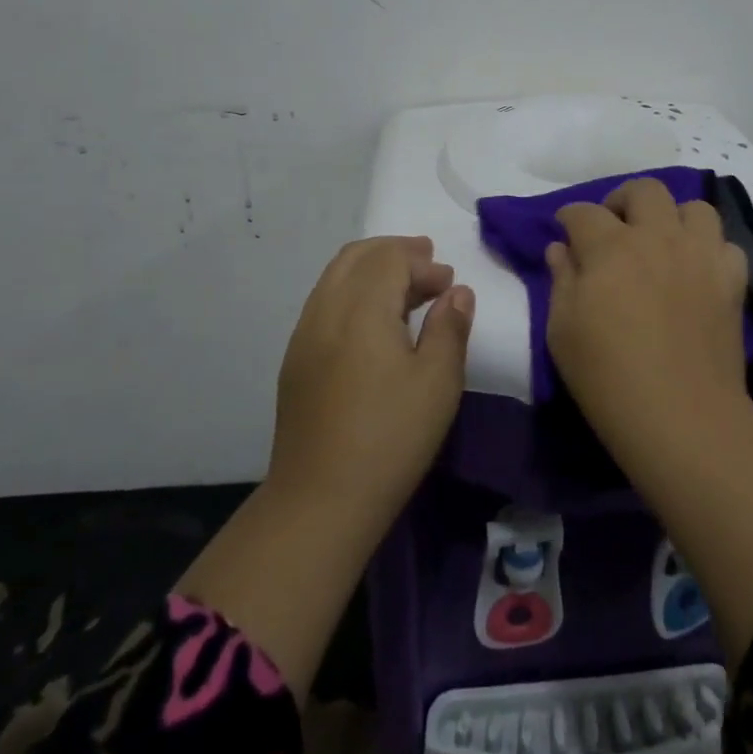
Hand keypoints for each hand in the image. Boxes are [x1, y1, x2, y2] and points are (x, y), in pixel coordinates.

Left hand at [175, 235, 470, 699]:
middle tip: (427, 265)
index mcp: (361, 309)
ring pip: (336, 276)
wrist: (320, 500)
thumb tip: (457, 293)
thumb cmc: (391, 437)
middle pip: (357, 256)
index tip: (448, 281)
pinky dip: (352, 292)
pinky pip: (324, 302)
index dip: (422, 261)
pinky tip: (372, 321)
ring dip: (372, 270)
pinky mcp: (295, 359)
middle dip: (395, 253)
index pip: (390, 259)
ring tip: (403, 288)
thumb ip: (450, 328)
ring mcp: (304, 334)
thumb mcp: (438, 382)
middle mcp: (326, 309)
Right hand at [545, 177, 748, 440]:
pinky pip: (725, 245)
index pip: (584, 212)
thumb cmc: (607, 377)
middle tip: (614, 228)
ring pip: (694, 207)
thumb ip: (561, 280)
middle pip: (645, 190)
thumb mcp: (562, 331)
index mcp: (611, 247)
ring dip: (673, 217)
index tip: (565, 229)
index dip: (569, 217)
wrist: (681, 416)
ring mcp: (700, 255)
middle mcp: (658, 237)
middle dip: (622, 200)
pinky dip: (709, 250)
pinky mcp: (732, 280)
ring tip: (662, 242)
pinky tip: (697, 271)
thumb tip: (561, 249)